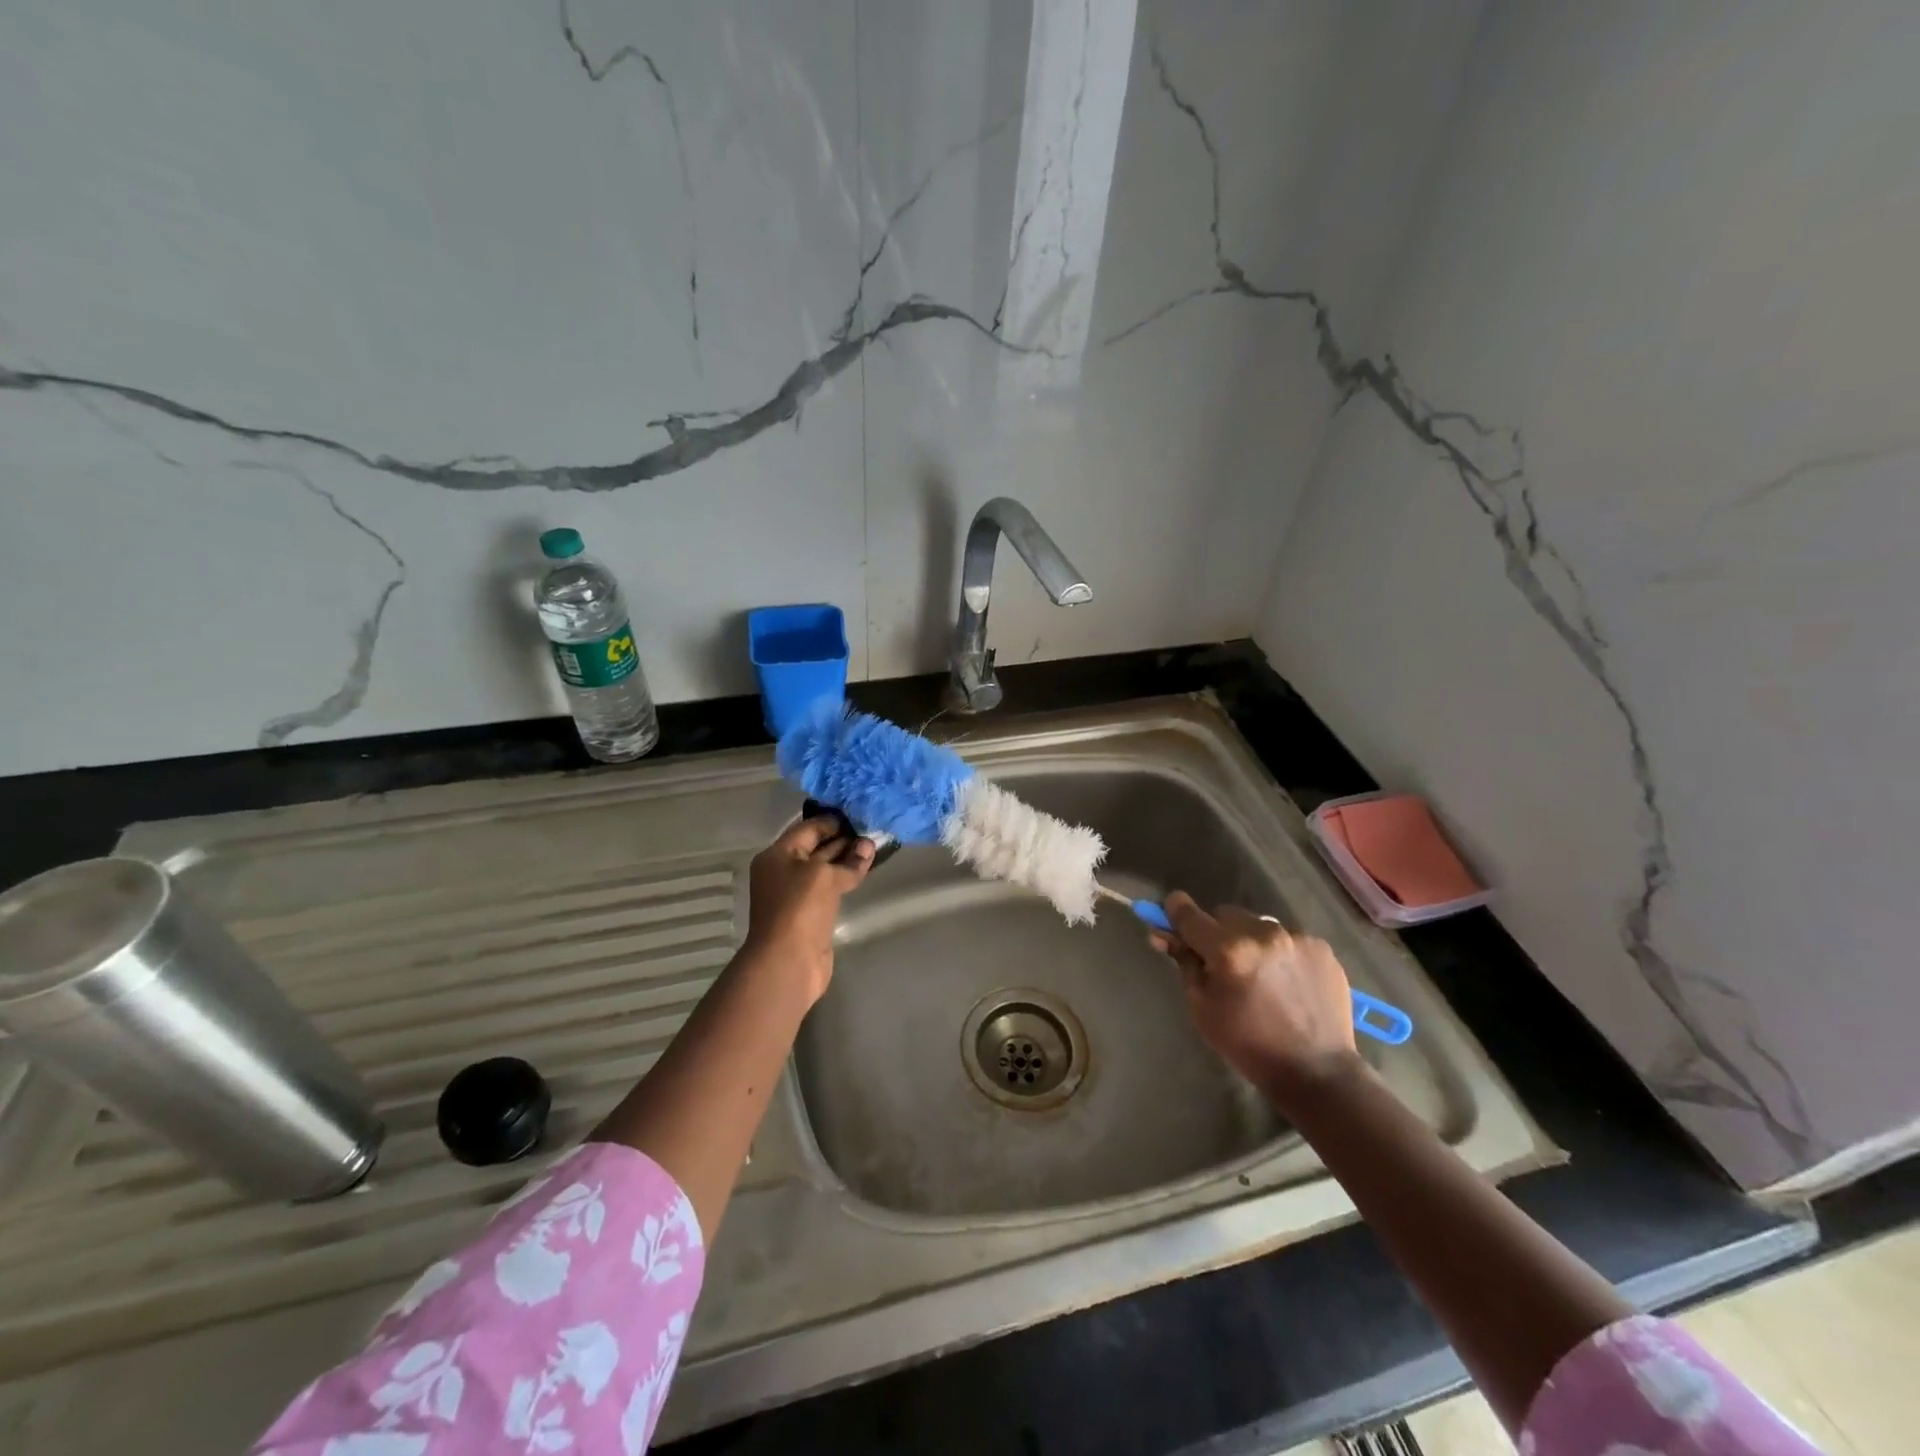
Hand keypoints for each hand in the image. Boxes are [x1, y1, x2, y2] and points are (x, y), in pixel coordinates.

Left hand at [742, 816, 874, 1002]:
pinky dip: (844, 879)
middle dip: (843, 839)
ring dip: (846, 859)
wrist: (788, 961)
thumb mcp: (825, 876)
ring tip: (873, 848)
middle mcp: (783, 871)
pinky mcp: (809, 913)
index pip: (808, 828)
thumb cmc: (800, 908)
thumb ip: (849, 860)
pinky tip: (863, 871)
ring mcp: (795, 894)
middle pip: (816, 847)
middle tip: (872, 830)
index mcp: (777, 855)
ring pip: (824, 868)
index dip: (833, 821)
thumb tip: (868, 846)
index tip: (860, 815)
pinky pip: (828, 887)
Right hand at [1151, 891, 1362, 1104]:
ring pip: (1257, 924)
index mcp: (1229, 951)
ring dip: (1248, 940)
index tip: (1171, 914)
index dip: (1175, 910)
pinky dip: (1278, 952)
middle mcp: (1263, 933)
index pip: (1190, 914)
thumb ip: (1184, 963)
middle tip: (1220, 962)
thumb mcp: (1202, 1008)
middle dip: (1216, 932)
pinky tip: (1285, 980)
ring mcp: (1296, 938)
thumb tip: (1163, 934)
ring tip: (1259, 974)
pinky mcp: (1320, 947)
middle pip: (1224, 914)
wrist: (1317, 1072)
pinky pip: (1286, 937)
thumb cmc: (1248, 1045)